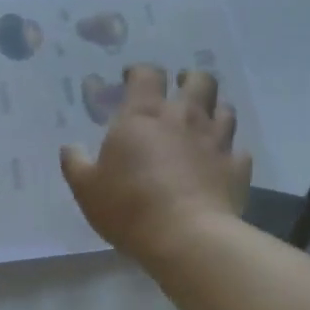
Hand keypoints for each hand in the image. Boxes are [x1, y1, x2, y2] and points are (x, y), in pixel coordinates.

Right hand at [60, 65, 251, 265]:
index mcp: (143, 115)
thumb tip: (71, 147)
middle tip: (178, 92)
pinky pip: (238, 151)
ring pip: (225, 109)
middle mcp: (184, 117)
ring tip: (203, 123)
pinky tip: (221, 162)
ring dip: (214, 111)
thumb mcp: (87, 188)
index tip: (131, 80)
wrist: (187, 237)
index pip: (147, 74)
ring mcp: (216, 141)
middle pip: (199, 80)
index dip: (140, 72)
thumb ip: (76, 163)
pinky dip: (230, 153)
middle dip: (189, 80)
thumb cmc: (129, 206)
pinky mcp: (237, 167)